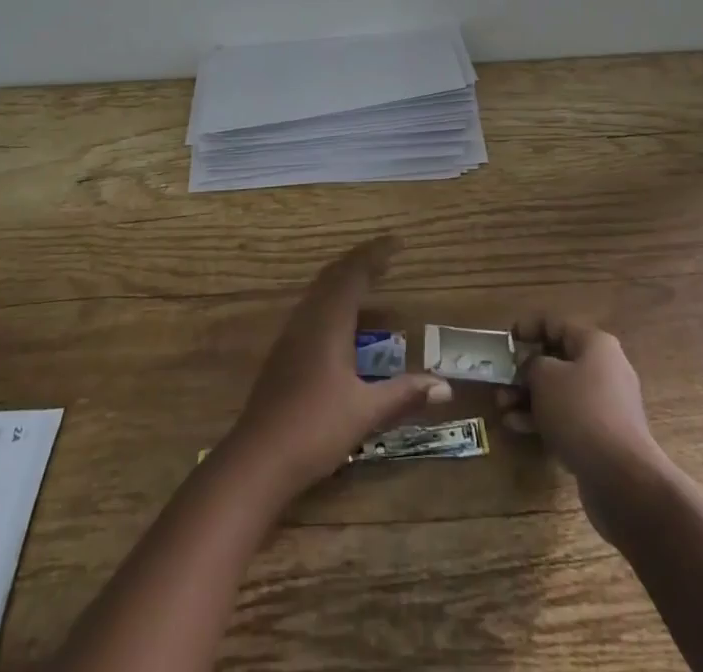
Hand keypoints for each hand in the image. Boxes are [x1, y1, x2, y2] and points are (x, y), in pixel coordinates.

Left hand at [227, 236, 450, 497]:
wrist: (257, 459)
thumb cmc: (315, 429)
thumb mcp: (366, 412)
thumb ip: (404, 394)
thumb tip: (445, 386)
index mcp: (328, 322)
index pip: (353, 273)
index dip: (375, 254)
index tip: (397, 242)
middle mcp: (308, 319)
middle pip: (333, 275)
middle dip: (360, 262)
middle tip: (386, 257)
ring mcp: (292, 335)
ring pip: (319, 291)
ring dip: (344, 279)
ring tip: (369, 280)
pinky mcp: (284, 352)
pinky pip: (312, 308)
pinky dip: (333, 299)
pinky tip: (343, 322)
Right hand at [499, 317, 671, 542]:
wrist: (621, 478)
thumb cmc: (580, 411)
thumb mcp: (544, 376)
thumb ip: (530, 363)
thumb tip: (531, 367)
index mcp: (595, 344)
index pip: (554, 324)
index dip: (526, 328)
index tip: (505, 342)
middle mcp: (604, 369)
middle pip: (556, 360)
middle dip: (524, 371)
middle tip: (500, 381)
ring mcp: (605, 405)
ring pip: (559, 392)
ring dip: (528, 397)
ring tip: (502, 407)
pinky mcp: (602, 436)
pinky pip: (567, 417)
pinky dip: (543, 419)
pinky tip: (517, 426)